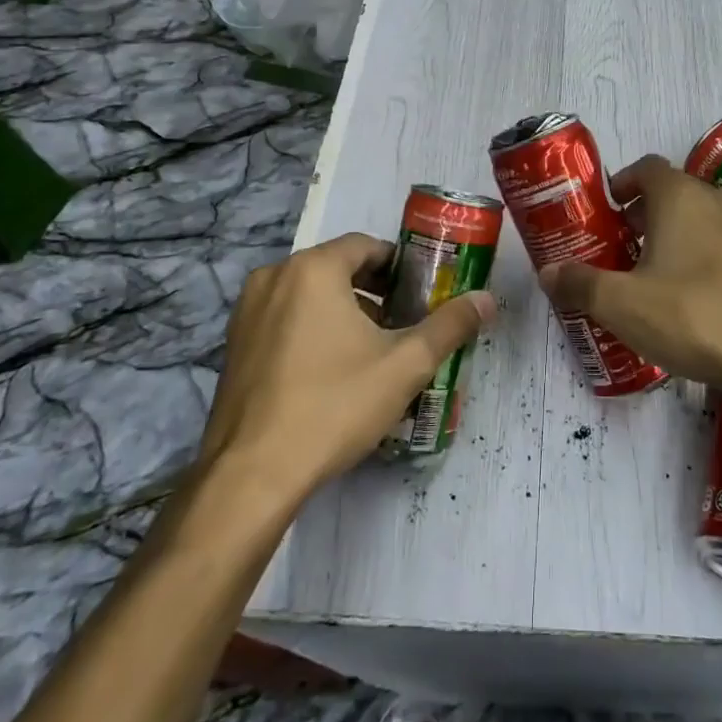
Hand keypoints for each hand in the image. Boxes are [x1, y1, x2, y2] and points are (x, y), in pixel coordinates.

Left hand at [200, 233, 492, 493]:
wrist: (251, 476)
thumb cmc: (333, 405)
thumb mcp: (405, 366)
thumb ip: (450, 325)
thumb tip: (488, 299)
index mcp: (313, 268)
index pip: (366, 245)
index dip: (399, 266)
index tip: (422, 293)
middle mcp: (274, 277)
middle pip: (337, 267)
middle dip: (374, 290)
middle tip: (404, 322)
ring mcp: (247, 311)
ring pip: (308, 294)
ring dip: (343, 309)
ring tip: (372, 349)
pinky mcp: (234, 344)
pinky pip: (284, 318)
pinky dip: (311, 328)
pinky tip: (331, 371)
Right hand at [538, 155, 721, 396]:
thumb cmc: (692, 314)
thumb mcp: (621, 304)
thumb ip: (580, 283)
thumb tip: (547, 272)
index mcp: (678, 196)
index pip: (646, 167)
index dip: (621, 182)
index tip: (603, 209)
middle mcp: (712, 201)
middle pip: (670, 191)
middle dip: (639, 213)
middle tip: (614, 244)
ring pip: (694, 218)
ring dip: (667, 235)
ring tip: (643, 272)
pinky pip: (715, 243)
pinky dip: (693, 254)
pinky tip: (681, 296)